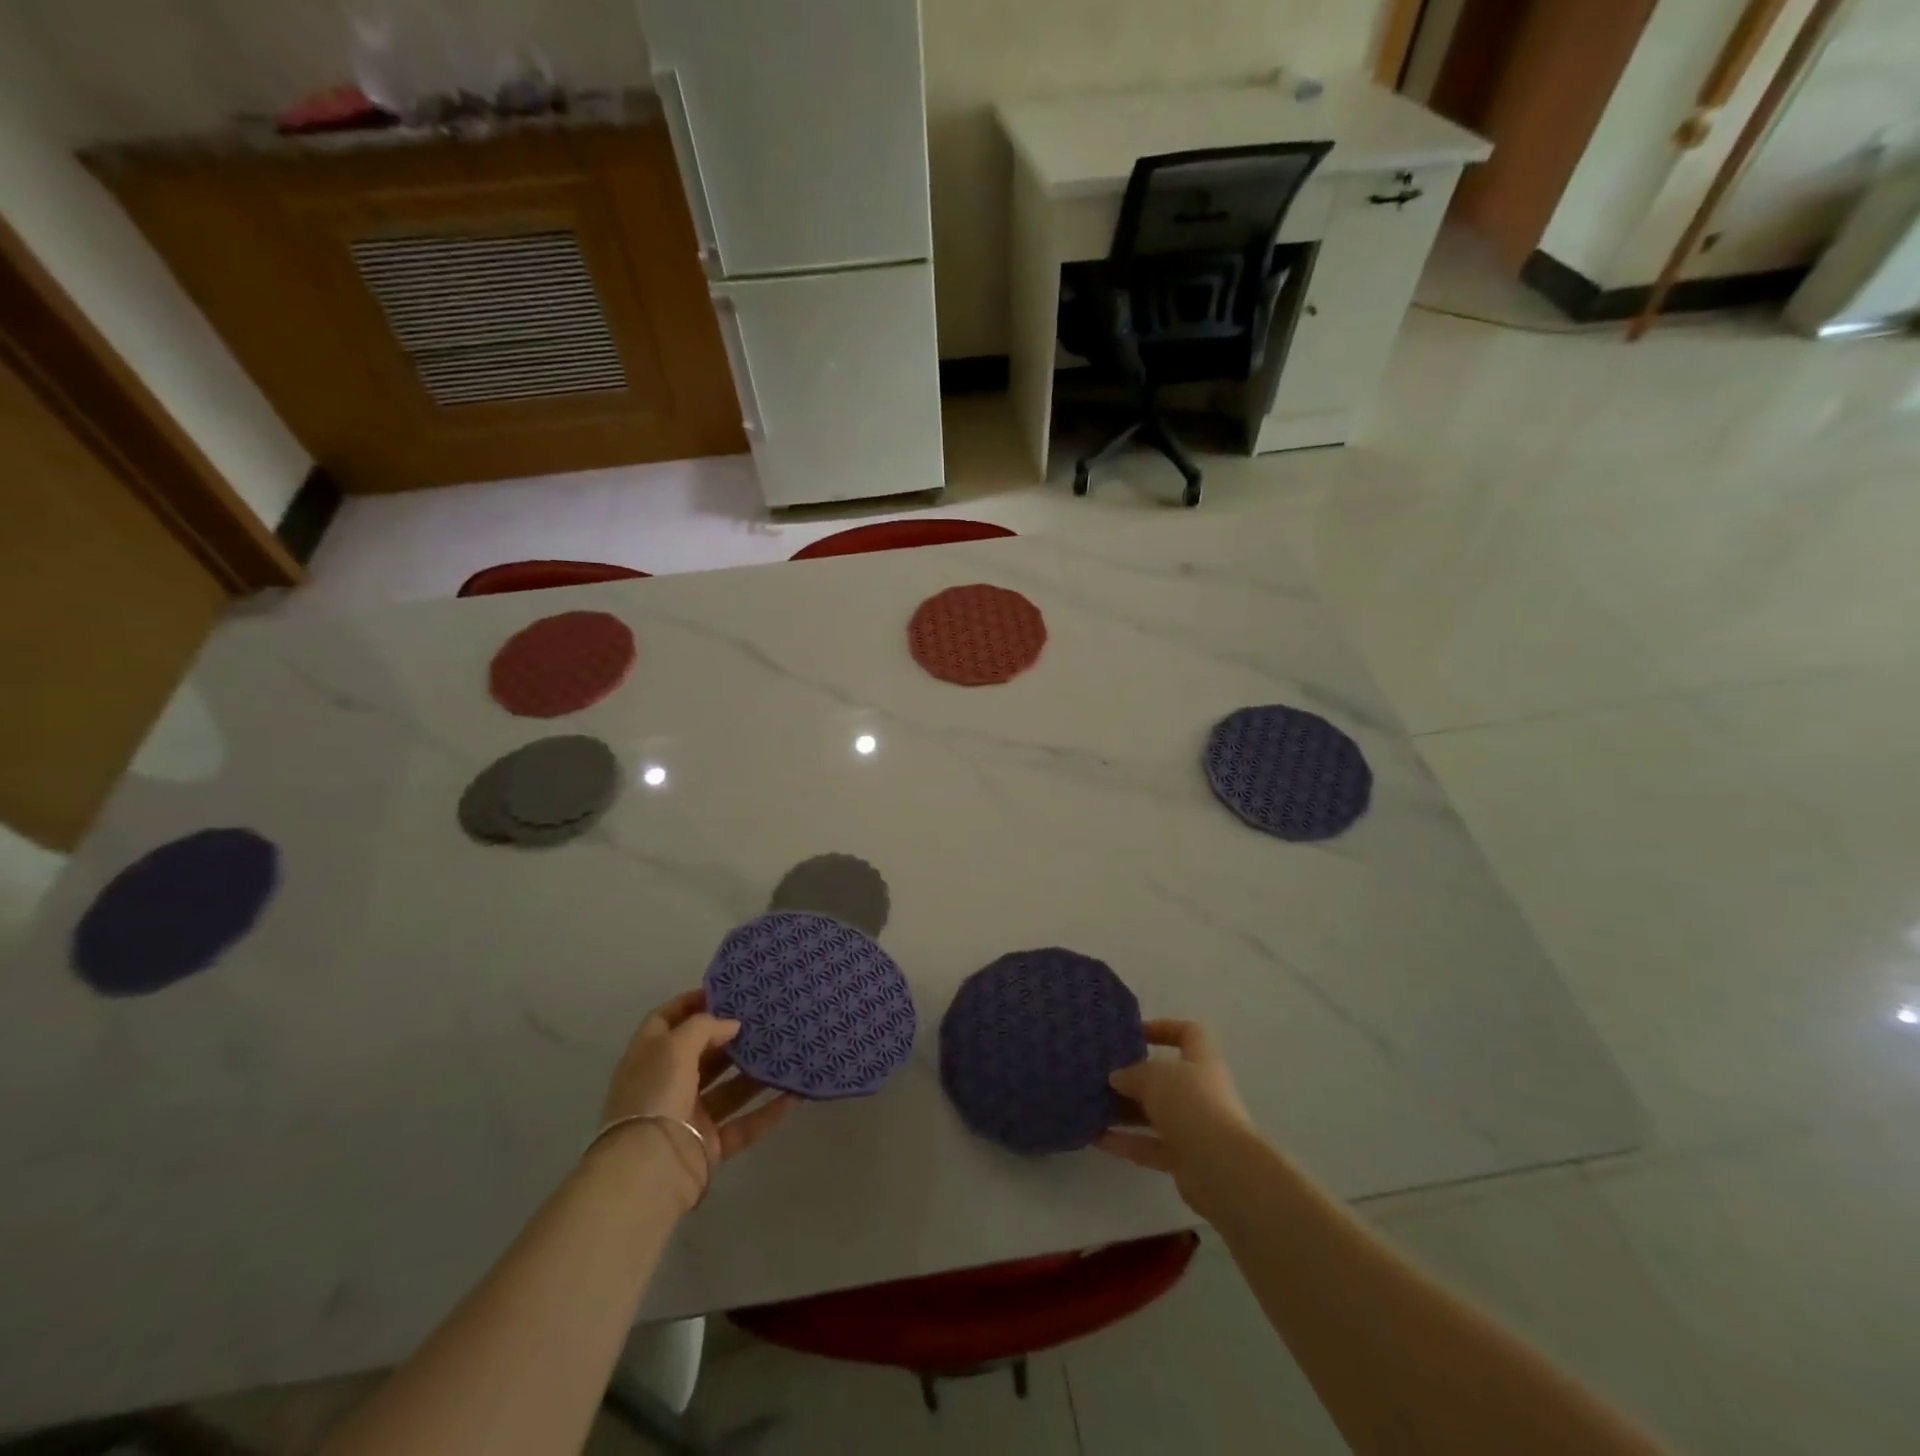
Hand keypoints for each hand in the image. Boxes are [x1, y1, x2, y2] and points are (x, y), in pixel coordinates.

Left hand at [599, 989, 794, 1206]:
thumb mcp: (675, 1047)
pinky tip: (794, 1095)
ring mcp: (688, 1117)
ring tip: (785, 1050)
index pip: (666, 1019)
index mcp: (649, 1058)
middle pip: (702, 1053)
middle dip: (730, 1037)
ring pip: (727, 1089)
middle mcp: (666, 1084)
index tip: (727, 991)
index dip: (692, 1002)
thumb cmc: (656, 1096)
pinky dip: (767, 1112)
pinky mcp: (708, 1146)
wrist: (647, 1172)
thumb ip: (705, 1026)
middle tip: (765, 1018)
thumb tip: (731, 1024)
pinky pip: (743, 1125)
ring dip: (754, 1073)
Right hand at [1096, 1020, 1254, 1208]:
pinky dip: (1124, 1143)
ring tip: (1091, 1106)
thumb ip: (1132, 1073)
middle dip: (1133, 1077)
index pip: (1188, 1034)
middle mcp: (1200, 1092)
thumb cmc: (1191, 1104)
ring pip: (1154, 1114)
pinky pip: (1149, 1146)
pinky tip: (1095, 1138)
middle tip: (1101, 1075)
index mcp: (1201, 1062)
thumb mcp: (1155, 1076)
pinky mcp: (1183, 1159)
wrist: (1221, 1168)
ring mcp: (1193, 1127)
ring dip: (1124, 1111)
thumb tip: (1117, 1078)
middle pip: (1165, 1078)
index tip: (1134, 1034)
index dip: (1164, 1029)